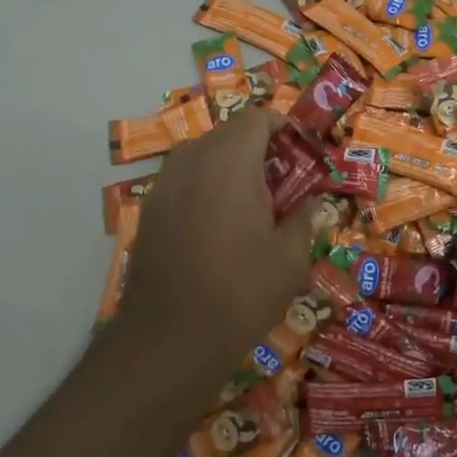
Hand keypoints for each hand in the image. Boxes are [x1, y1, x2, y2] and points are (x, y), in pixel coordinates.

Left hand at [106, 109, 313, 406]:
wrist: (169, 339)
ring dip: (229, 169)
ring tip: (250, 208)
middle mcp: (191, 161)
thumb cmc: (241, 292)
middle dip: (258, 150)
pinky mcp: (148, 211)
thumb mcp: (290, 258)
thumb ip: (304, 218)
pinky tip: (217, 229)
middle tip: (281, 185)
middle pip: (228, 135)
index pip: (257, 118)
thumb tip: (308, 202)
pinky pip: (183, 182)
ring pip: (202, 157)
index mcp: (229, 161)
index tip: (301, 153)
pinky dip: (205, 189)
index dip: (283, 127)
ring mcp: (163, 185)